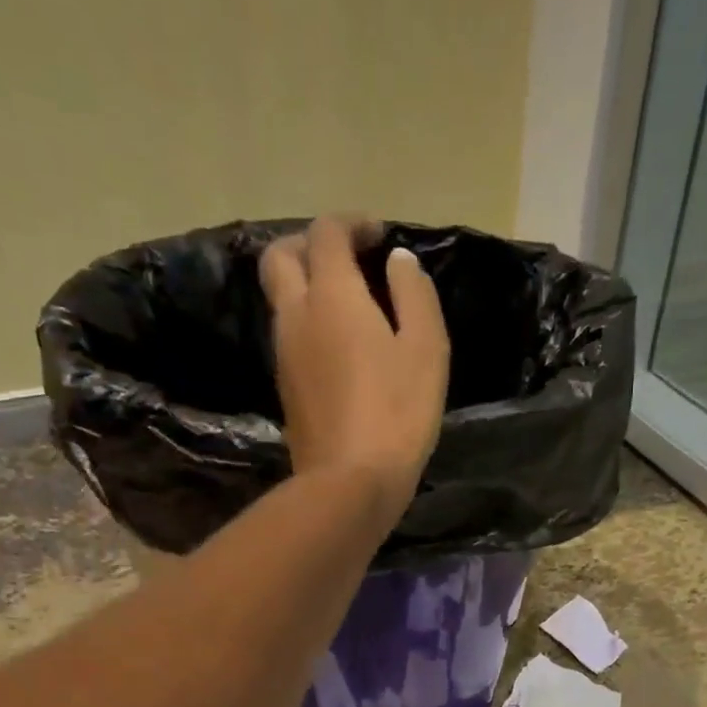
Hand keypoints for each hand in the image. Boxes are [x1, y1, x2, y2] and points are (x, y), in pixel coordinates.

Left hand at [259, 216, 449, 515]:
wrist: (349, 483)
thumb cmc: (397, 413)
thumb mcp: (426, 349)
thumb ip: (414, 295)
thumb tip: (397, 262)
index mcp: (332, 295)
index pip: (327, 233)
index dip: (351, 224)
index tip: (379, 236)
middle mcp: (297, 315)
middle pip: (281, 256)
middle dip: (310, 244)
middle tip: (346, 259)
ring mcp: (284, 354)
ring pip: (281, 298)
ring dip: (306, 285)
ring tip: (348, 304)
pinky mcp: (286, 389)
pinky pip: (289, 335)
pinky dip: (308, 322)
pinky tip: (339, 346)